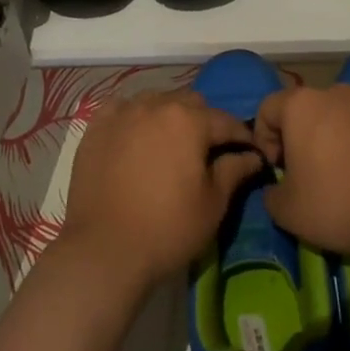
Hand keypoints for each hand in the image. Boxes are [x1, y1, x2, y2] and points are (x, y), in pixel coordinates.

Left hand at [62, 91, 263, 286]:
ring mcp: (123, 112)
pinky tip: (135, 136)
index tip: (248, 152)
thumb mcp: (212, 205)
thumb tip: (252, 156)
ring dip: (169, 116)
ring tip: (169, 144)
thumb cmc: (167, 229)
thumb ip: (234, 171)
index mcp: (189, 120)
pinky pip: (122, 108)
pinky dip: (134, 117)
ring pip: (156, 100)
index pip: (225, 121)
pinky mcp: (96, 126)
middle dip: (204, 121)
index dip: (241, 136)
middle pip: (190, 102)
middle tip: (206, 151)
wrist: (104, 250)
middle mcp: (156, 104)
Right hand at [253, 85, 349, 258]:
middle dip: (307, 136)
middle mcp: (335, 91)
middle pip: (309, 109)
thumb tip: (278, 187)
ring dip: (342, 135)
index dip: (266, 139)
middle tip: (315, 173)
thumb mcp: (287, 211)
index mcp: (300, 105)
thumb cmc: (338, 205)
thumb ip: (271, 192)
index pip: (268, 109)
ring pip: (346, 113)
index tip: (279, 168)